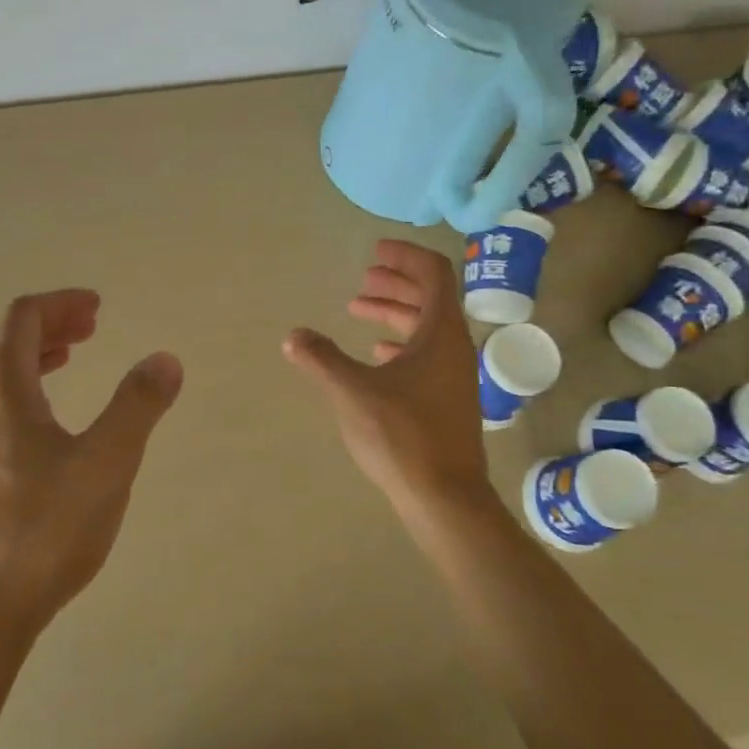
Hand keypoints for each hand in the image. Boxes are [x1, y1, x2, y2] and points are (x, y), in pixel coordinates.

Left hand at [0, 290, 181, 639]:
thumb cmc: (42, 529)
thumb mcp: (106, 463)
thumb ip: (137, 406)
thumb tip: (165, 359)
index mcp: (0, 389)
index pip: (23, 318)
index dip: (61, 304)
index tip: (96, 308)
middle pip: (5, 345)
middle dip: (49, 327)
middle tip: (89, 329)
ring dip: (33, 361)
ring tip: (67, 363)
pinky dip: (22, 397)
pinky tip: (43, 433)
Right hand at [282, 240, 493, 521]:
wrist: (444, 497)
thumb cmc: (402, 435)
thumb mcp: (353, 392)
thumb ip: (321, 358)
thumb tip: (293, 336)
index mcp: (440, 333)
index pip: (433, 273)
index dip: (404, 256)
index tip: (374, 251)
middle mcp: (454, 347)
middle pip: (430, 297)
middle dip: (394, 283)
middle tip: (362, 280)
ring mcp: (454, 375)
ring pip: (426, 328)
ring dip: (394, 313)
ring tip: (357, 311)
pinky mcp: (447, 399)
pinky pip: (426, 355)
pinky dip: (400, 344)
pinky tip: (377, 355)